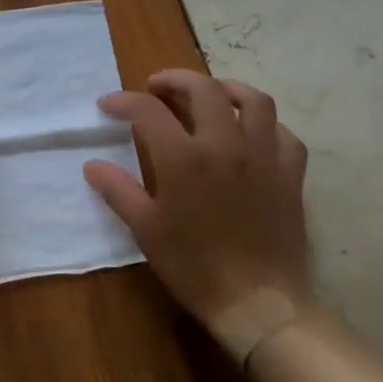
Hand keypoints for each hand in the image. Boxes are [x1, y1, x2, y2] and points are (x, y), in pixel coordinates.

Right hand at [84, 71, 310, 359]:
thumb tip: (92, 165)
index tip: (108, 105)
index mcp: (183, 157)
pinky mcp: (290, 174)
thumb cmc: (194, 266)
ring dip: (226, 87)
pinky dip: (266, 124)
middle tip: (156, 87)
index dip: (124, 101)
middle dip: (175, 80)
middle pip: (203, 89)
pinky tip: (252, 132)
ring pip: (253, 100)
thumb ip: (118, 190)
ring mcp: (263, 156)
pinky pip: (283, 134)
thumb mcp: (145, 229)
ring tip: (209, 93)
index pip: (148, 110)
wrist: (258, 301)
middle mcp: (225, 144)